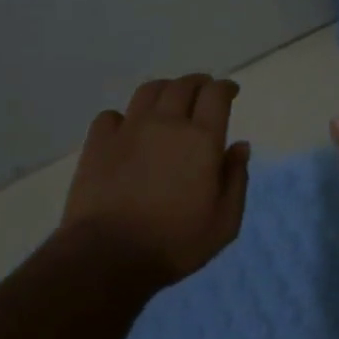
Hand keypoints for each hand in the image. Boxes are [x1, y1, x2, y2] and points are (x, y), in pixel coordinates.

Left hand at [64, 73, 251, 282]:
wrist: (108, 255)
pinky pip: (111, 115)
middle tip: (203, 91)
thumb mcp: (224, 222)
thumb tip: (240, 146)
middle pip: (183, 85)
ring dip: (164, 89)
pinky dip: (124, 117)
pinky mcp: (98, 143)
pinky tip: (127, 129)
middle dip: (198, 83)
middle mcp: (166, 123)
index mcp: (202, 139)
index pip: (216, 94)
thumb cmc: (175, 243)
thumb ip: (236, 179)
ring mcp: (129, 130)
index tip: (230, 91)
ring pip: (148, 91)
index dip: (225, 88)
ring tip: (169, 99)